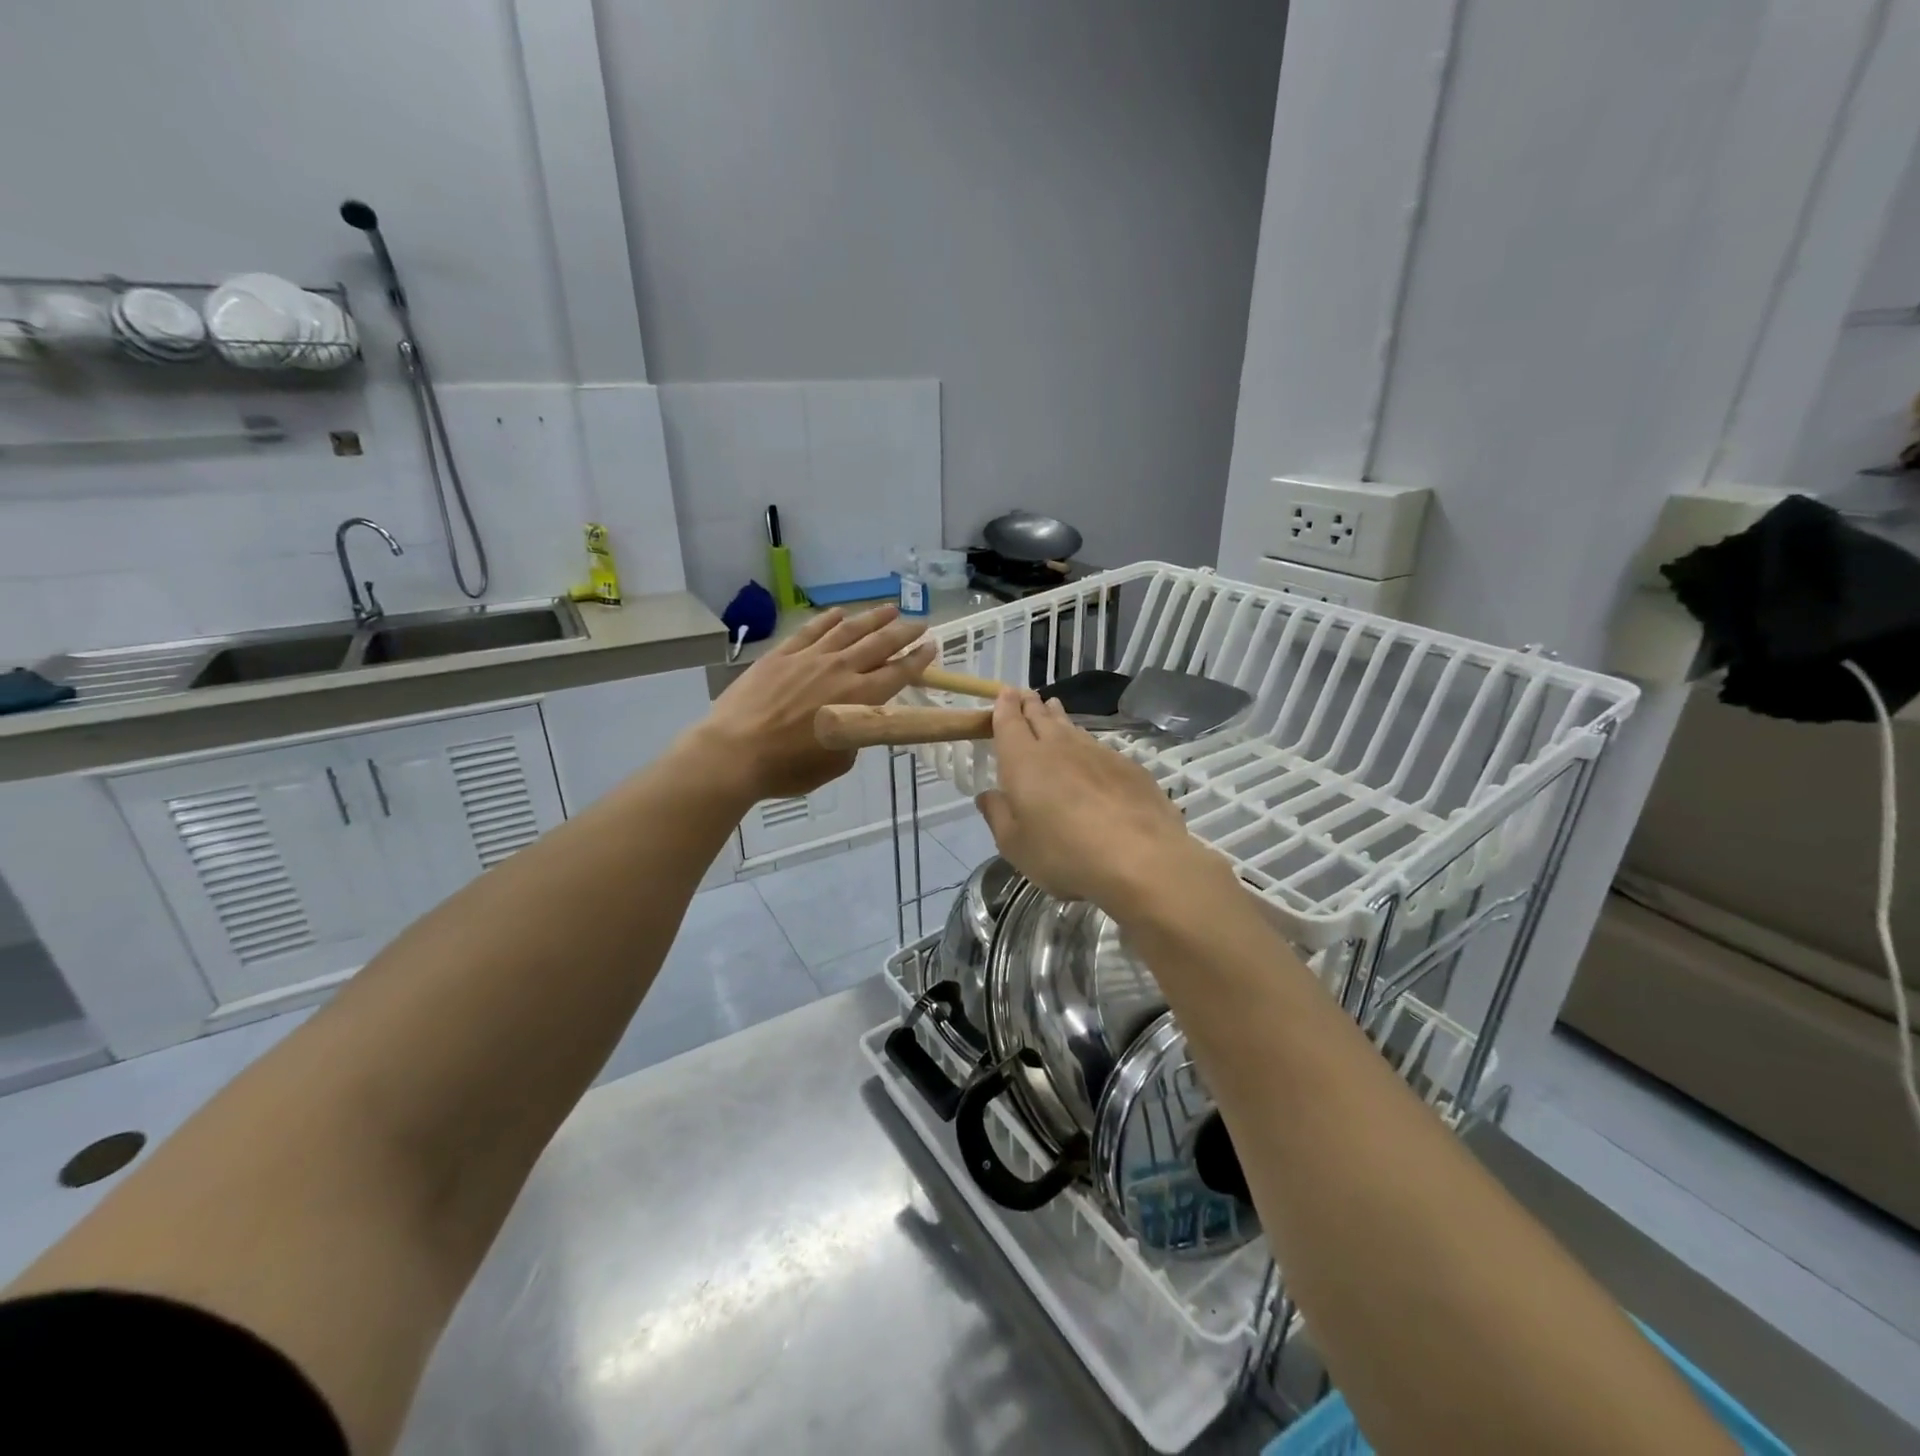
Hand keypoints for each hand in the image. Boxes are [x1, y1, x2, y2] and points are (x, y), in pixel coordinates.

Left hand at [696, 606, 936, 800]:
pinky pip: (810, 630)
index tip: (931, 646)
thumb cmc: (789, 767)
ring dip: (872, 618)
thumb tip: (854, 720)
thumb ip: (854, 735)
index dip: (918, 659)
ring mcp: (809, 658)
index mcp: (859, 700)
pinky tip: (838, 613)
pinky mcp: (781, 655)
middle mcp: (840, 671)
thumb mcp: (837, 762)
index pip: (898, 673)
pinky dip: (827, 619)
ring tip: (889, 609)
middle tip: (919, 622)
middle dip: (903, 632)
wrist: (735, 752)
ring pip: (848, 630)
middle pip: (879, 644)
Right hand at [976, 690, 1216, 908]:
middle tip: (1027, 695)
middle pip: (1042, 717)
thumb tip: (987, 795)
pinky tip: (1090, 752)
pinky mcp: (1128, 767)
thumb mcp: (1016, 845)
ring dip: (1059, 718)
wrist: (1140, 858)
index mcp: (1024, 761)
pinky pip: (1098, 746)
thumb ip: (998, 816)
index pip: (1010, 723)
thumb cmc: (1065, 853)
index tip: (1005, 692)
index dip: (1005, 706)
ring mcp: (1097, 753)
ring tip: (1054, 709)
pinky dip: (1086, 743)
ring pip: (1072, 728)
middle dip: (1031, 704)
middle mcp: (1059, 747)